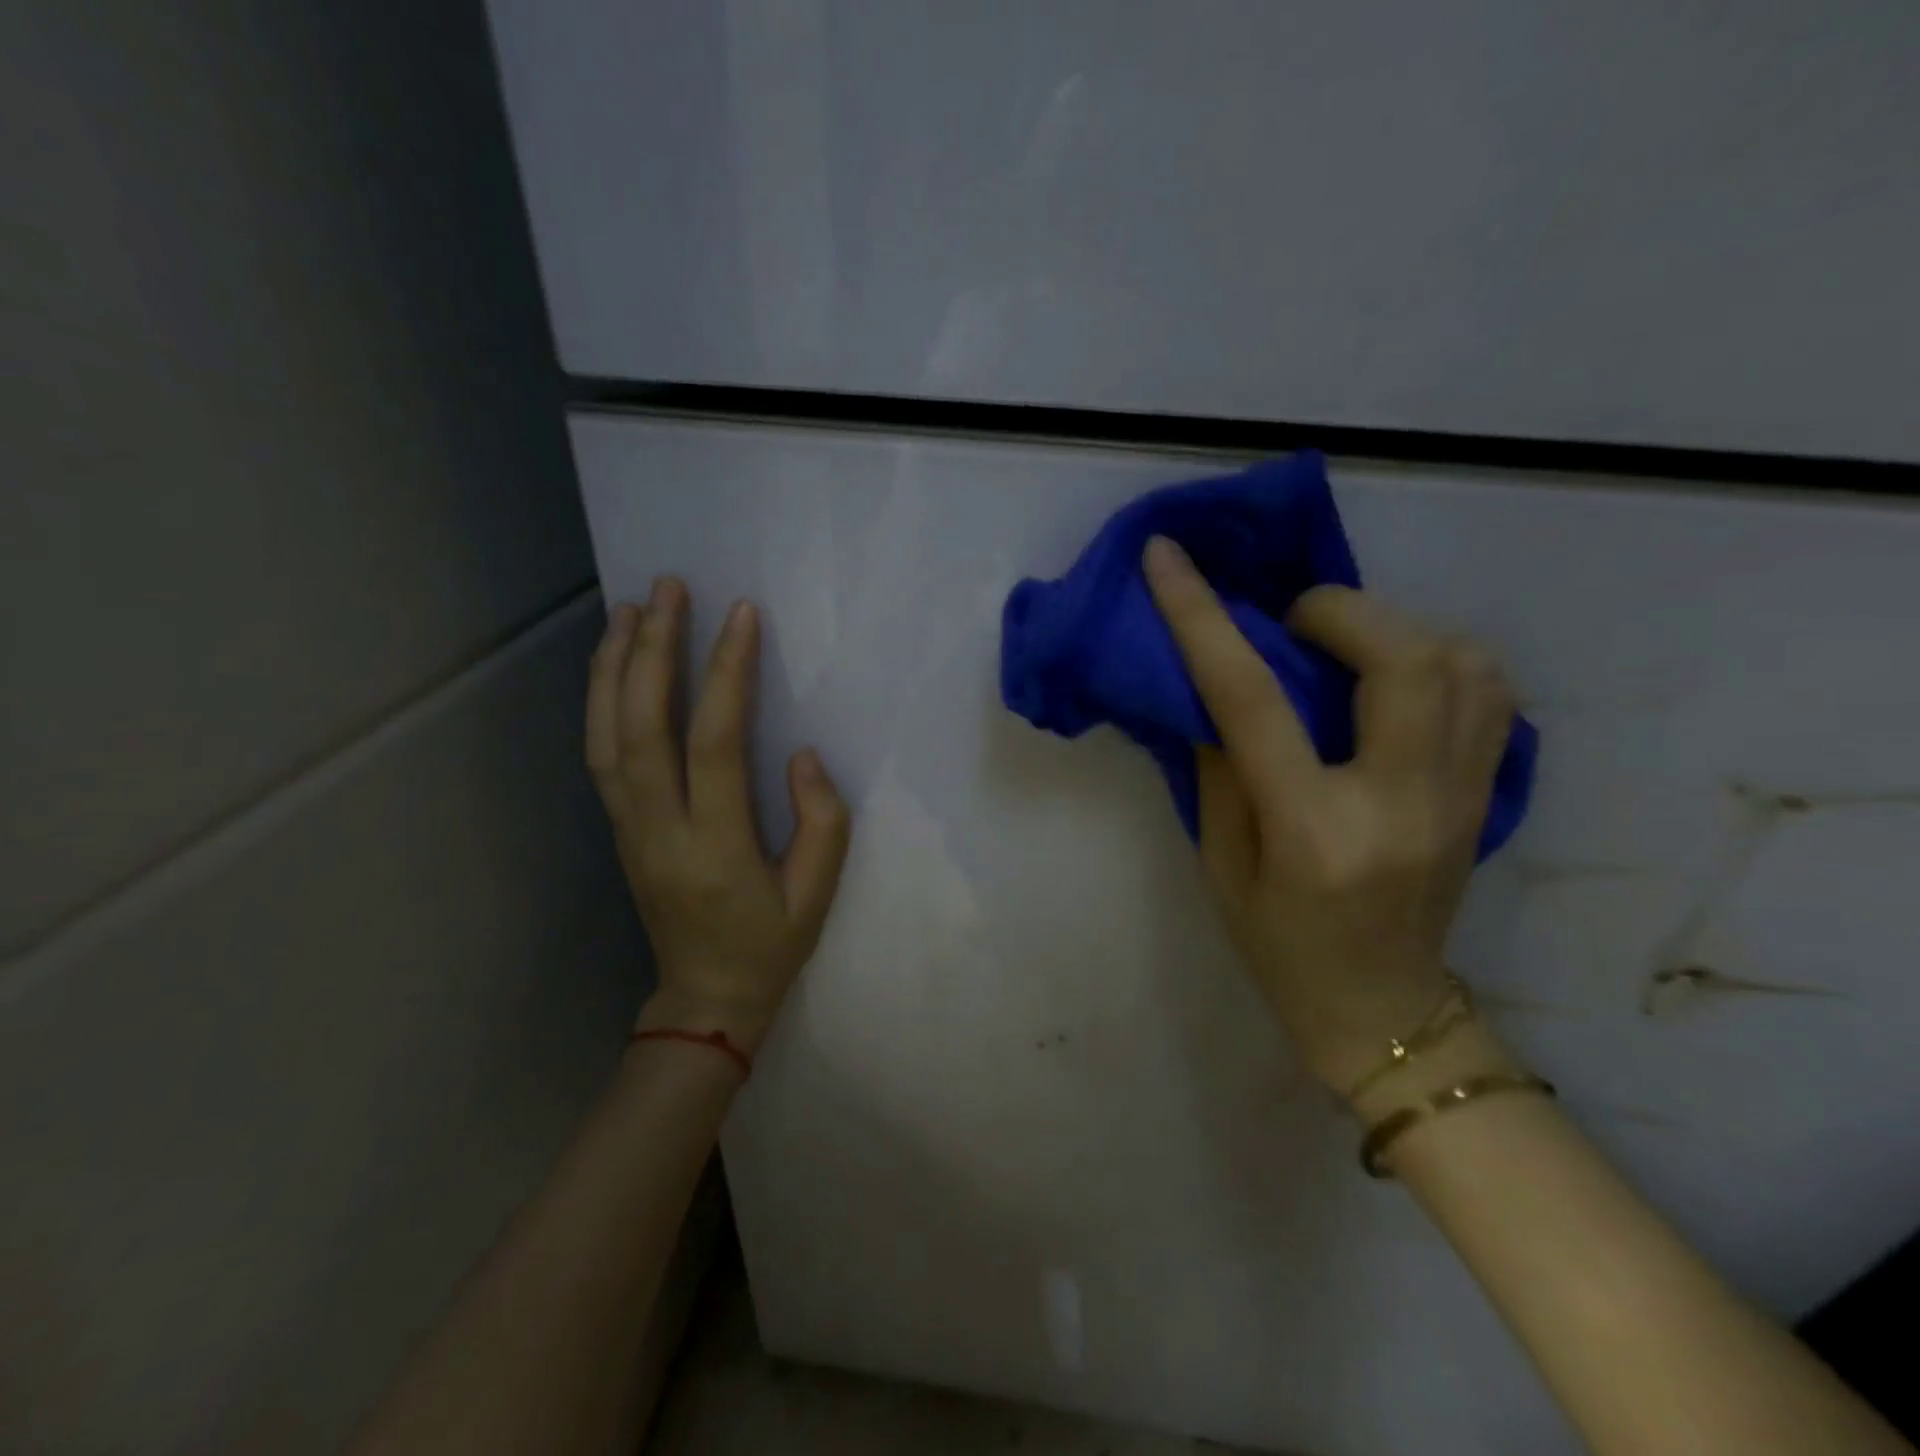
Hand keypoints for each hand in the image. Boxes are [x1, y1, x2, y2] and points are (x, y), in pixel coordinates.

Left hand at [586, 577, 851, 1056]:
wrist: (705, 997)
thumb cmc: (770, 945)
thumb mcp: (818, 894)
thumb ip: (821, 821)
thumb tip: (800, 754)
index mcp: (716, 846)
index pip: (715, 744)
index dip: (727, 674)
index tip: (741, 616)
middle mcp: (659, 829)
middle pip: (642, 727)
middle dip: (652, 650)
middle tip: (668, 589)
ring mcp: (629, 828)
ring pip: (606, 736)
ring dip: (615, 667)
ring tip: (629, 609)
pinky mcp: (619, 828)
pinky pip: (601, 754)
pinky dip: (601, 701)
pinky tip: (613, 666)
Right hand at [1142, 537, 1515, 1097]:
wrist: (1382, 1012)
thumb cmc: (1280, 948)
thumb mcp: (1221, 865)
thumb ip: (1217, 769)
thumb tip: (1211, 687)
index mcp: (1313, 830)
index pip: (1252, 698)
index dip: (1202, 617)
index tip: (1168, 558)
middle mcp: (1401, 802)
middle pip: (1399, 657)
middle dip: (1334, 610)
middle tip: (1288, 623)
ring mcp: (1461, 797)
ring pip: (1462, 661)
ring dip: (1390, 628)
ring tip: (1340, 646)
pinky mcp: (1488, 794)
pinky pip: (1490, 692)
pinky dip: (1439, 656)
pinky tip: (1394, 674)